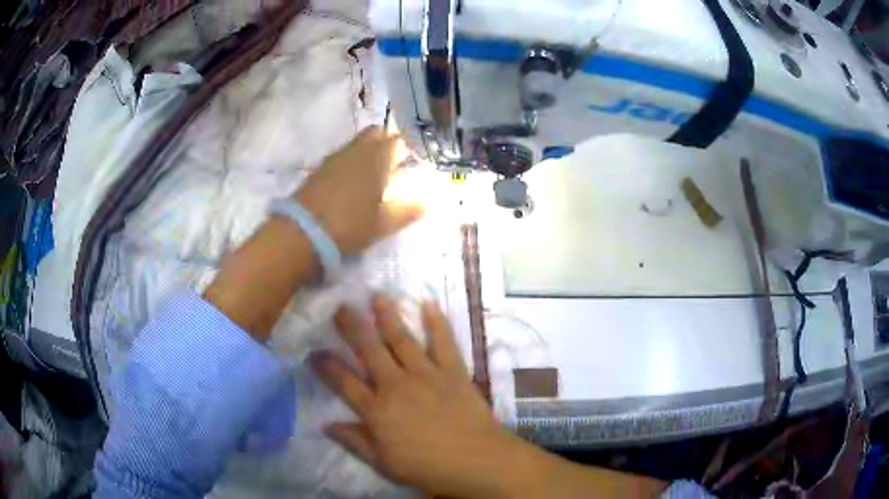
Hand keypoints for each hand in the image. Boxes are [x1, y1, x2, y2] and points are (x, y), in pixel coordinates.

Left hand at [294, 127, 422, 255]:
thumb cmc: (349, 225)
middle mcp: (356, 151)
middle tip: (393, 162)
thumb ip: (404, 212)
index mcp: (376, 159)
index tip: (412, 158)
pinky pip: (341, 157)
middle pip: (374, 134)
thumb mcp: (382, 224)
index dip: (405, 147)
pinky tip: (351, 183)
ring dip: (366, 152)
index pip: (396, 140)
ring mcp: (334, 158)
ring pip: (356, 145)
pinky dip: (349, 164)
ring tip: (373, 174)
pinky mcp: (318, 169)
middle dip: (385, 142)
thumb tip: (423, 205)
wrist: (303, 232)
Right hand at [311, 295, 524, 497]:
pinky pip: (443, 342)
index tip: (315, 351)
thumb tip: (326, 426)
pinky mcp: (453, 371)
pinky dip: (437, 322)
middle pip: (370, 351)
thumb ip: (354, 442)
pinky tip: (429, 303)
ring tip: (377, 296)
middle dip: (353, 327)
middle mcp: (397, 385)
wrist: (475, 460)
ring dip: (388, 316)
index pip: (344, 383)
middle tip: (341, 307)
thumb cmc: (426, 467)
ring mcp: (426, 375)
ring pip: (402, 340)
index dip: (327, 366)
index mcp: (377, 410)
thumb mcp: (383, 463)